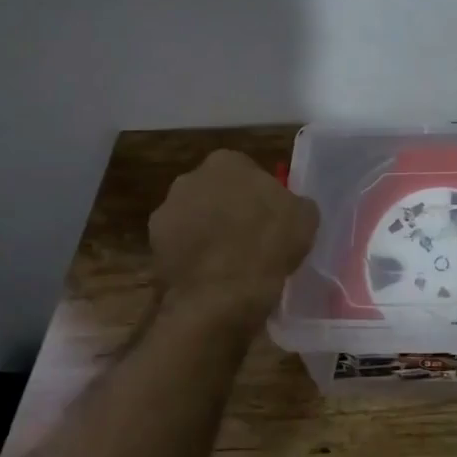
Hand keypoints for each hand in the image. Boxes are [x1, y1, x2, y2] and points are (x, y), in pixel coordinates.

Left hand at [149, 151, 319, 324]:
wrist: (222, 295)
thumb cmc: (268, 244)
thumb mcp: (305, 218)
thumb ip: (294, 203)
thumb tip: (288, 207)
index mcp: (227, 162)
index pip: (247, 171)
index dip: (260, 195)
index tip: (271, 218)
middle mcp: (190, 178)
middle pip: (216, 192)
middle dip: (229, 210)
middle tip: (250, 238)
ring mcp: (166, 211)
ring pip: (195, 218)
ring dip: (208, 233)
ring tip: (230, 262)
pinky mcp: (152, 245)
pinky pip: (180, 247)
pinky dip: (193, 257)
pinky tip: (210, 277)